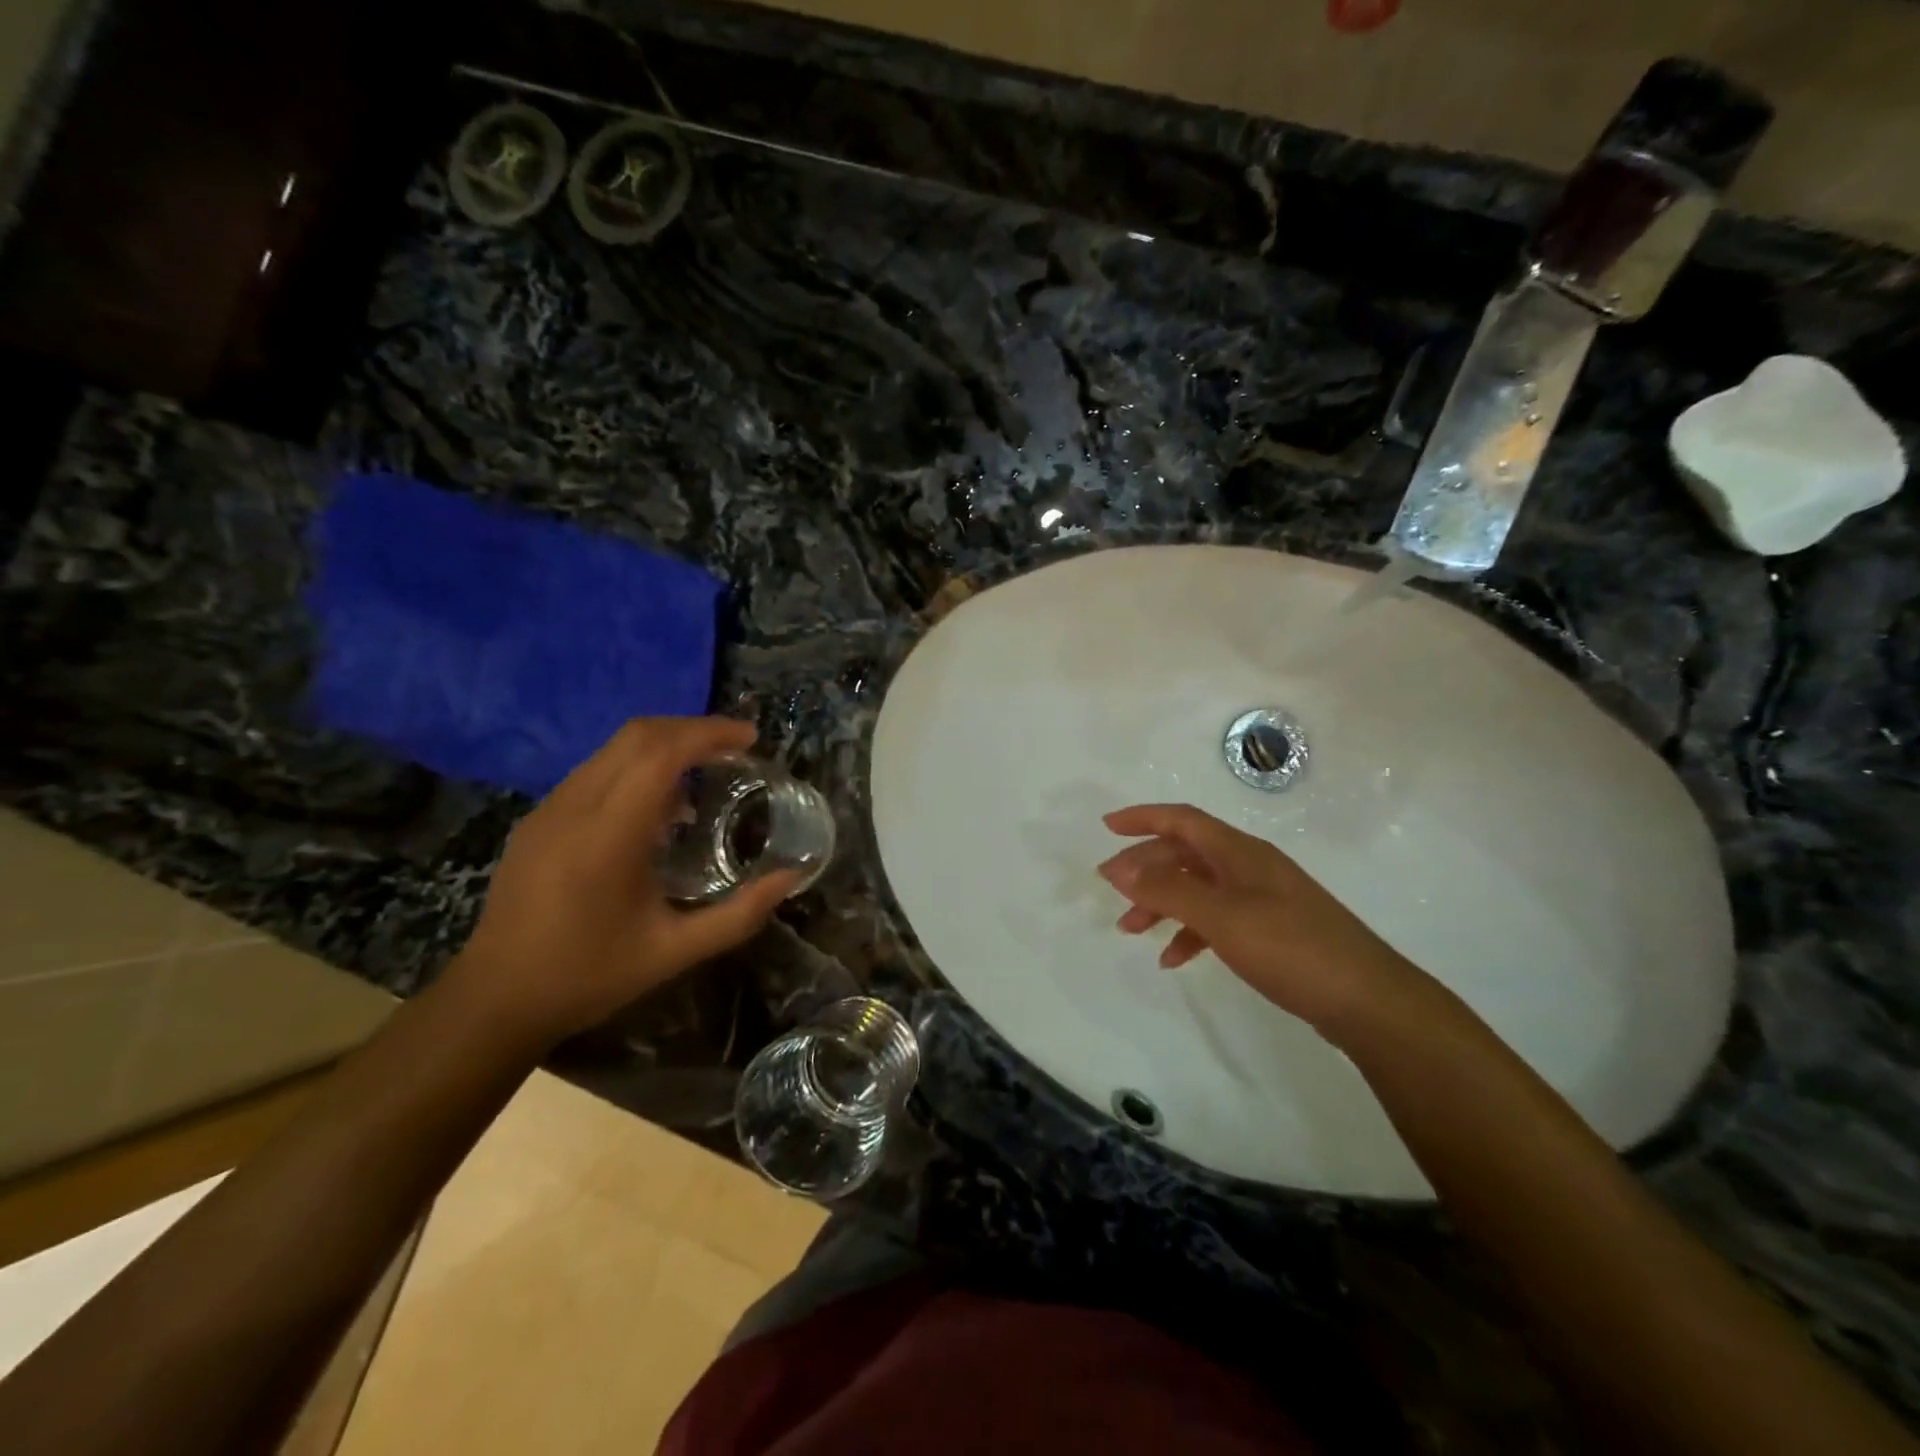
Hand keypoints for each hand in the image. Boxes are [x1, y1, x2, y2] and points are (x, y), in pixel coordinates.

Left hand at [444, 717, 797, 1046]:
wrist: (495, 999)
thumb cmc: (590, 976)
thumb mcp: (675, 953)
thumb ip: (739, 914)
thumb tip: (791, 877)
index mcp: (607, 838)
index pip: (659, 755)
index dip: (708, 734)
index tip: (749, 738)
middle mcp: (573, 809)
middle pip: (636, 736)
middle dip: (692, 729)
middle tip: (736, 746)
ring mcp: (549, 809)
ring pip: (613, 748)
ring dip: (665, 744)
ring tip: (707, 769)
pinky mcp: (538, 818)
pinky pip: (596, 770)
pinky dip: (638, 766)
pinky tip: (661, 804)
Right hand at [1098, 803, 1432, 1040]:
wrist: (1367, 1001)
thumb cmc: (1291, 948)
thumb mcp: (1221, 917)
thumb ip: (1168, 890)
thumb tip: (1119, 867)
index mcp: (1239, 852)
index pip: (1182, 820)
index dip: (1142, 818)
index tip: (1106, 827)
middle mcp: (1248, 867)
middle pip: (1185, 853)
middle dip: (1144, 868)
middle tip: (1111, 890)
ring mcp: (1261, 898)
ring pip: (1197, 888)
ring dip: (1161, 902)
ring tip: (1130, 930)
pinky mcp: (1270, 930)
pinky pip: (1216, 919)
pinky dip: (1189, 932)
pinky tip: (1174, 958)